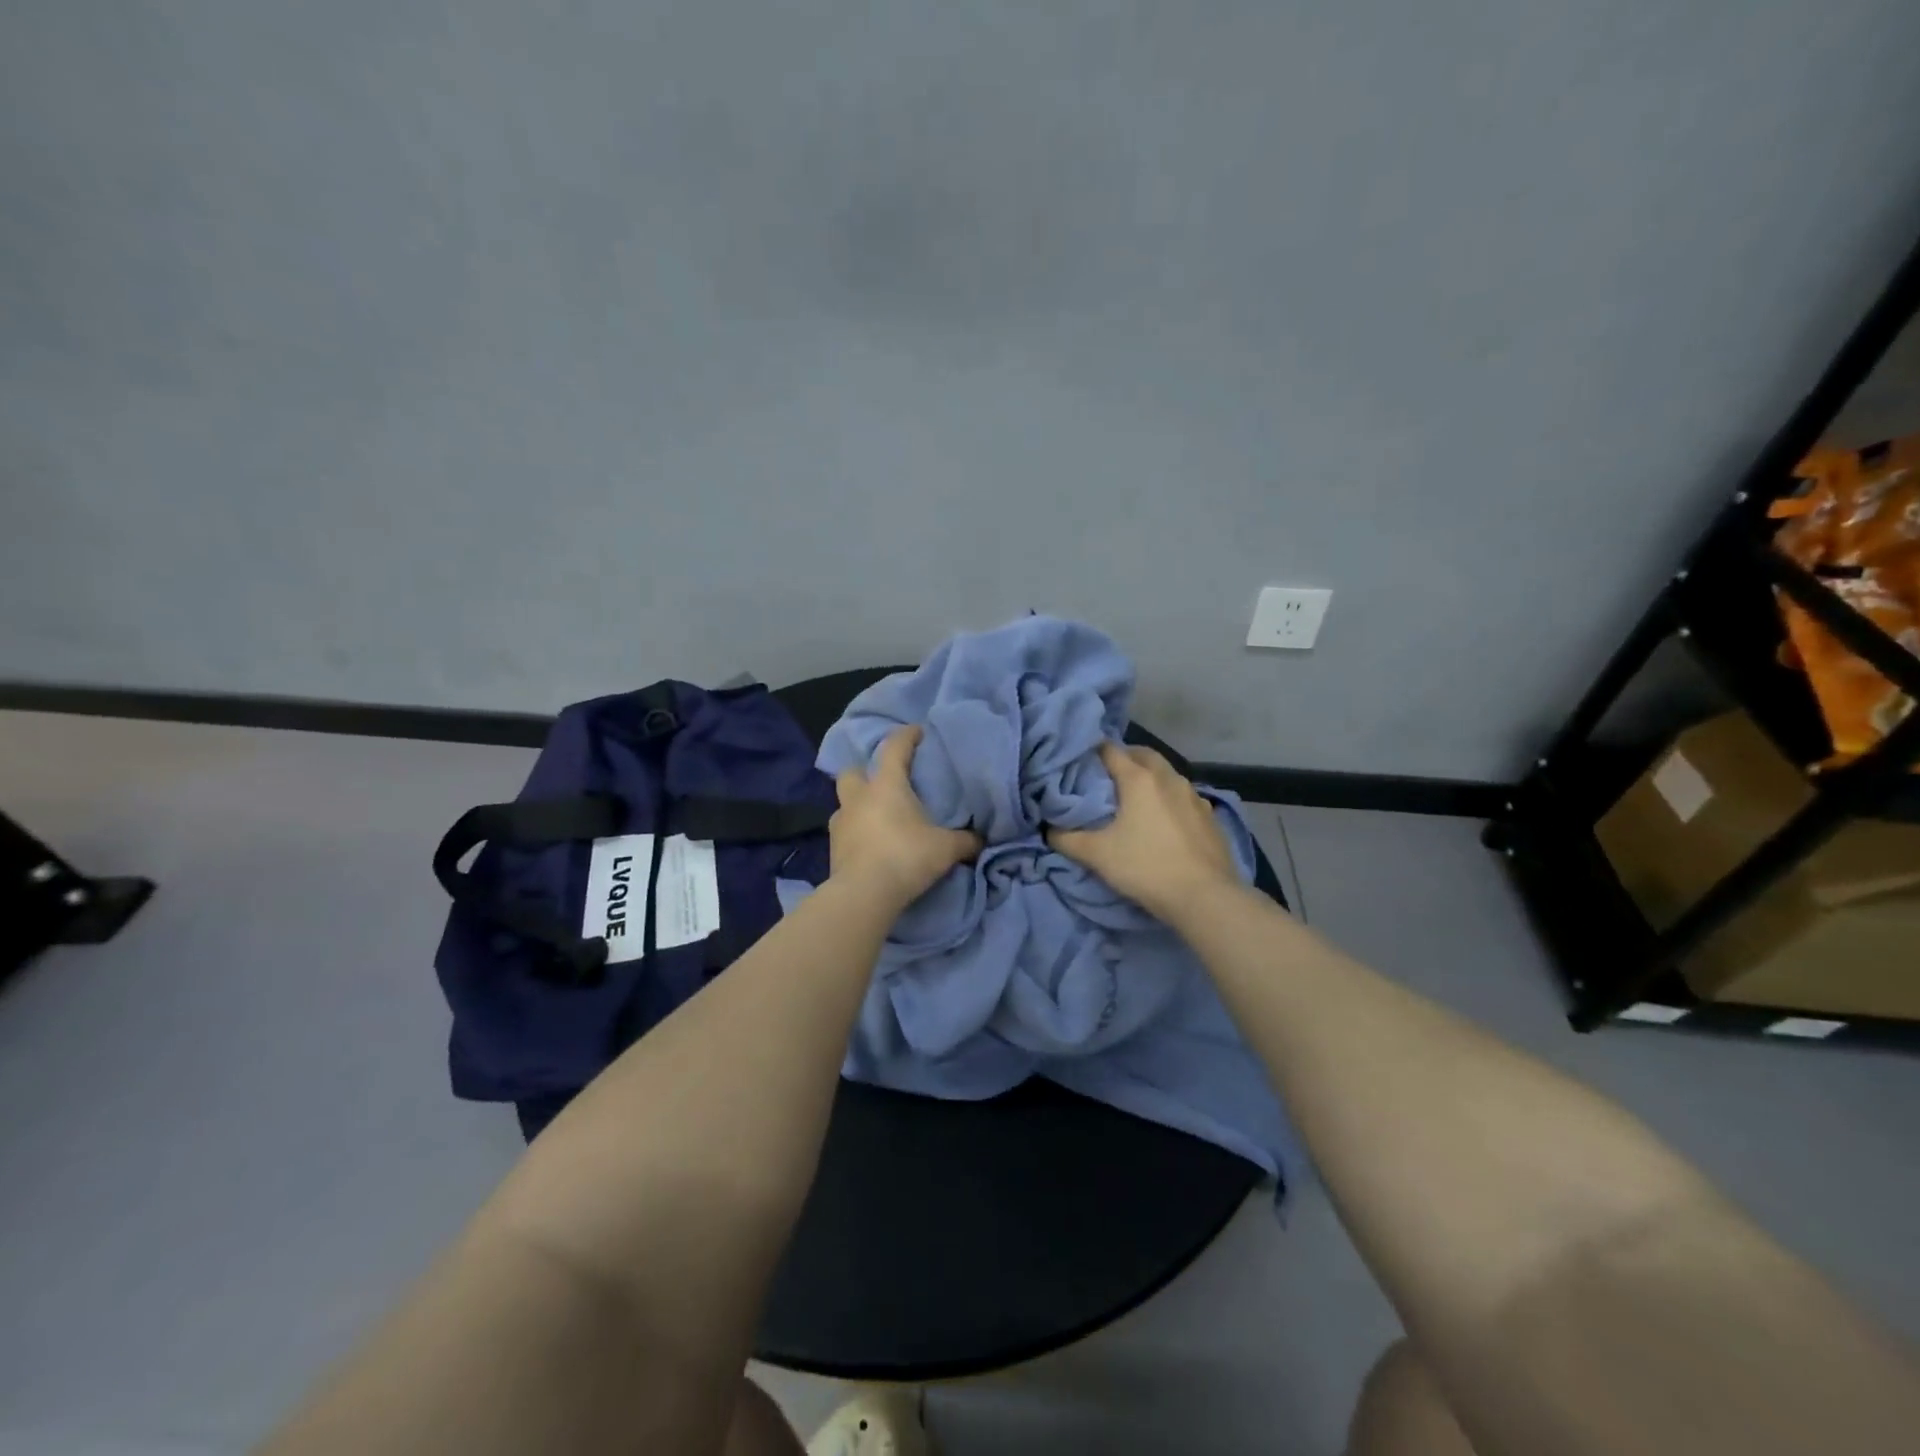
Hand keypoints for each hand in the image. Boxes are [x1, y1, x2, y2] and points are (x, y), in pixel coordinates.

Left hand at [830, 726, 981, 911]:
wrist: (864, 894)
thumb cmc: (906, 857)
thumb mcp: (946, 848)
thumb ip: (965, 841)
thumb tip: (981, 840)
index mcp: (886, 785)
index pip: (894, 748)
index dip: (906, 736)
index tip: (917, 732)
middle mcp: (859, 797)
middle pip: (852, 771)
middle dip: (865, 771)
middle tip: (884, 781)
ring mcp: (841, 823)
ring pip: (845, 802)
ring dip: (858, 805)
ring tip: (877, 816)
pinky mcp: (833, 849)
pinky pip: (844, 831)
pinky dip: (855, 832)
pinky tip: (870, 844)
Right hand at [1049, 743, 1239, 922]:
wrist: (1205, 897)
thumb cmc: (1146, 867)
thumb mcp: (1097, 855)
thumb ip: (1066, 839)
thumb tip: (1048, 830)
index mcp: (1139, 778)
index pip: (1109, 750)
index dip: (1091, 752)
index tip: (1078, 763)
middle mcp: (1168, 778)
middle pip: (1142, 754)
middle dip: (1124, 759)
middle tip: (1105, 777)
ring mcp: (1193, 795)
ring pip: (1166, 774)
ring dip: (1149, 778)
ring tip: (1133, 799)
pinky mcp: (1209, 816)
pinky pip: (1182, 796)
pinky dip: (1168, 799)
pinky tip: (1162, 821)